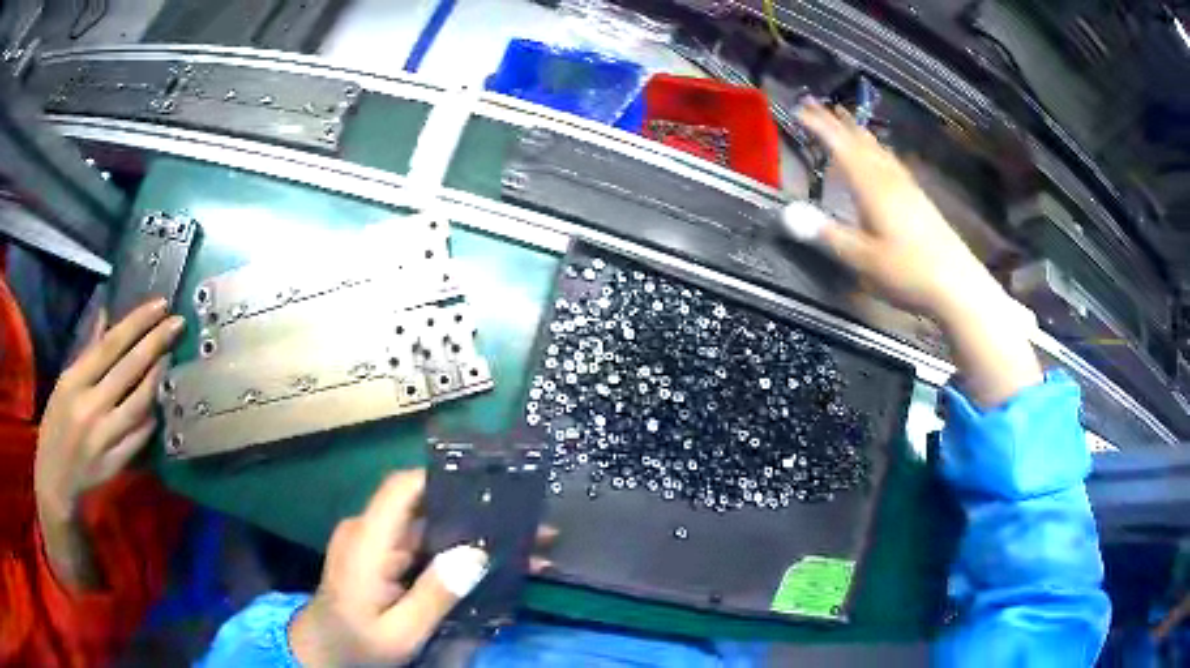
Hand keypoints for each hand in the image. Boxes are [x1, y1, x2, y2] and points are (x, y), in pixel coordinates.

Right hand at [35, 298, 183, 586]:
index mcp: (74, 382)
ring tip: (171, 356)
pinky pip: (139, 436)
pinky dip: (151, 416)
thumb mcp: (64, 382)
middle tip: (178, 323)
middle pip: (128, 370)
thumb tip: (107, 315)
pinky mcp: (114, 465)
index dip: (137, 323)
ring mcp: (103, 439)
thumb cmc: (56, 423)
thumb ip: (87, 351)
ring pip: (138, 404)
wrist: (55, 479)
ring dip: (157, 379)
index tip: (161, 304)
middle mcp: (89, 408)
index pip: (110, 345)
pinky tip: (160, 400)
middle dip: (156, 343)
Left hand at [290, 471, 554, 665]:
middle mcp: (370, 532)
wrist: (322, 653)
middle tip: (531, 526)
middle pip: (426, 508)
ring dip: (474, 537)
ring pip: (430, 528)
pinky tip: (492, 568)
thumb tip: (478, 554)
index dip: (444, 478)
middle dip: (479, 515)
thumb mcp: (401, 631)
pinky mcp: (383, 558)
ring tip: (525, 549)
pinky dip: (458, 554)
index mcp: (368, 542)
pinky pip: (424, 547)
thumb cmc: (358, 644)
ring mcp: (376, 545)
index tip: (493, 484)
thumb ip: (434, 595)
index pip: (402, 488)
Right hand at [797, 102, 1041, 405]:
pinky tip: (882, 156)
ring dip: (858, 132)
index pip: (840, 147)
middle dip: (836, 122)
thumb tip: (787, 215)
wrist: (957, 284)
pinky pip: (891, 162)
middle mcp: (888, 179)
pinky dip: (878, 150)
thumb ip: (827, 235)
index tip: (798, 109)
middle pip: (859, 142)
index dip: (819, 126)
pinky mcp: (919, 199)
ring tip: (846, 119)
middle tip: (817, 104)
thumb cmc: (908, 272)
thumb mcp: (862, 259)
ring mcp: (907, 187)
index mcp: (872, 187)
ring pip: (878, 150)